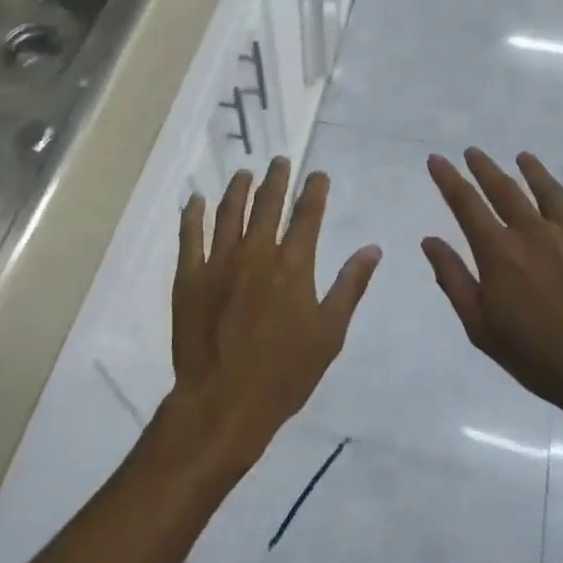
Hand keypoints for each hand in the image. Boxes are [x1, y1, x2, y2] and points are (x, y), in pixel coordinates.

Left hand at [166, 158, 380, 471]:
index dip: (314, 190)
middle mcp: (256, 252)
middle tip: (280, 160)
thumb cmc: (285, 373)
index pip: (307, 215)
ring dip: (238, 188)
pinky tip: (196, 199)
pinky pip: (190, 236)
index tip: (317, 174)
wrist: (224, 402)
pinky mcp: (190, 276)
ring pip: (229, 212)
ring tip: (244, 172)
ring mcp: (219, 261)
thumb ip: (350, 286)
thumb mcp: (329, 334)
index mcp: (293, 265)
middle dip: (276, 179)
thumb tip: (372, 249)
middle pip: (267, 204)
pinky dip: (193, 214)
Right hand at [423, 149, 562, 426]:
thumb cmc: (538, 357)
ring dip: (532, 170)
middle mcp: (533, 232)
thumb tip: (429, 241)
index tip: (437, 159)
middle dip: (484, 168)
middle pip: (504, 189)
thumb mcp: (481, 327)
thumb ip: (453, 279)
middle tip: (473, 152)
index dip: (448, 179)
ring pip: (548, 191)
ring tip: (522, 157)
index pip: (466, 204)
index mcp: (499, 252)